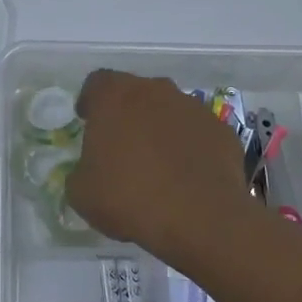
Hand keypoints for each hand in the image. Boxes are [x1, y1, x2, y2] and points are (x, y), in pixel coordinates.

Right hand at [66, 70, 260, 262]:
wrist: (201, 218)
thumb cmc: (130, 197)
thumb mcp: (82, 193)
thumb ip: (80, 172)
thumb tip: (88, 172)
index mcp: (115, 96)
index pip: (97, 83)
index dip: (90, 101)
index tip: (88, 122)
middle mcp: (155, 90)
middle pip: (135, 93)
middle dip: (127, 114)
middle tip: (121, 146)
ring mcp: (192, 107)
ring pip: (169, 110)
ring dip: (160, 129)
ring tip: (157, 164)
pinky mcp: (221, 130)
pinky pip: (197, 132)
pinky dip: (189, 146)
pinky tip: (186, 176)